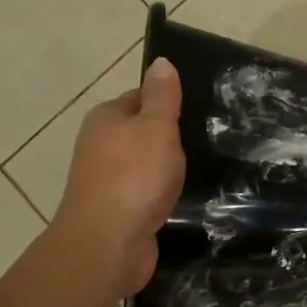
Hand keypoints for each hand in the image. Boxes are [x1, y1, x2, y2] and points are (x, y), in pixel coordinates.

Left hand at [53, 57, 185, 299]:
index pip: (139, 98)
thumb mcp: (156, 126)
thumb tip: (160, 61)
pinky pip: (143, 194)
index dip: (167, 102)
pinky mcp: (116, 212)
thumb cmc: (134, 176)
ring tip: (198, 169)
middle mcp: (99, 146)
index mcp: (105, 118)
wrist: (107, 245)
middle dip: (168, 138)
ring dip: (164, 169)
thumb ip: (162, 96)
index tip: (197, 111)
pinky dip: (159, 195)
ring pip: (142, 165)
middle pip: (140, 132)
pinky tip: (181, 199)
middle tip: (206, 139)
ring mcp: (105, 181)